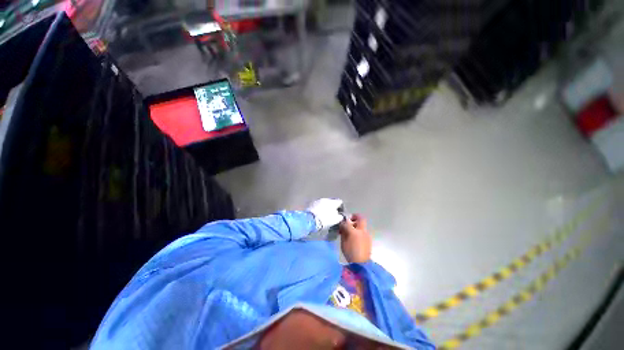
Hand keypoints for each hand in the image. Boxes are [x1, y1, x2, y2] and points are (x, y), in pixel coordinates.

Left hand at [307, 198, 344, 230]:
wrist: (310, 220)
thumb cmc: (324, 220)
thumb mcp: (335, 220)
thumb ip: (340, 217)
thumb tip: (341, 215)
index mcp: (333, 202)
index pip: (340, 202)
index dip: (341, 207)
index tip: (340, 213)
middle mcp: (325, 199)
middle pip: (331, 202)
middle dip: (332, 207)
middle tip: (331, 215)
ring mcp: (317, 200)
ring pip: (324, 203)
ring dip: (324, 208)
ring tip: (323, 215)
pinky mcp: (311, 203)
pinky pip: (317, 205)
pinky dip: (319, 209)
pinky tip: (317, 214)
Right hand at [339, 214, 371, 262]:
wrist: (361, 264)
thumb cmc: (350, 253)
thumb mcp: (343, 242)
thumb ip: (343, 232)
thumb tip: (343, 226)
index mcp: (354, 231)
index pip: (347, 222)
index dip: (344, 221)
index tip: (342, 223)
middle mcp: (362, 231)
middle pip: (361, 219)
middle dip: (355, 217)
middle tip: (349, 222)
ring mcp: (367, 235)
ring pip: (362, 225)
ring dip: (357, 226)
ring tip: (351, 232)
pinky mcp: (369, 240)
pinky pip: (363, 232)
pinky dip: (359, 232)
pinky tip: (355, 238)